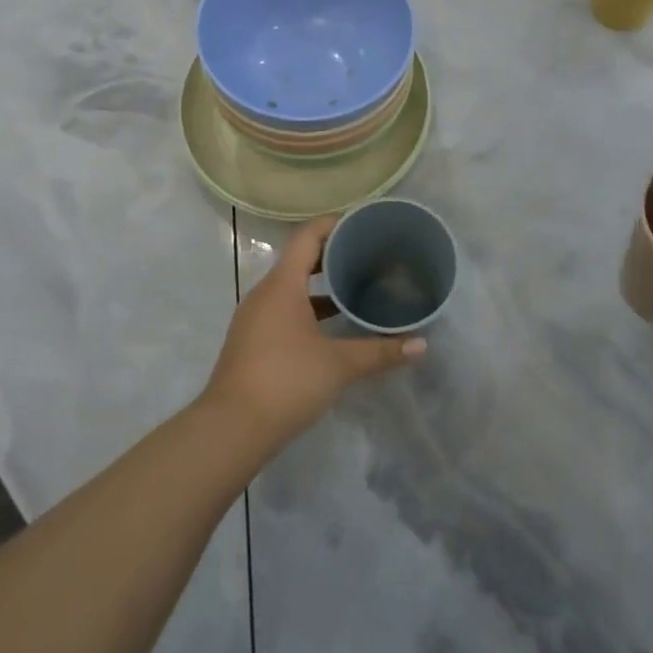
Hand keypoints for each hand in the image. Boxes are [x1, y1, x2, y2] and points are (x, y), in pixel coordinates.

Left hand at [201, 216, 425, 446]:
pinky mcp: (252, 341)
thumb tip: (422, 346)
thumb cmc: (286, 382)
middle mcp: (265, 293)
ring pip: (291, 287)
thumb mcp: (338, 365)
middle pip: (299, 259)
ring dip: (319, 284)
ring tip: (354, 287)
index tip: (362, 223)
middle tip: (366, 254)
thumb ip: (380, 352)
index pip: (307, 237)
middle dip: (331, 254)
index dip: (333, 224)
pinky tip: (331, 327)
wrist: (230, 429)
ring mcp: (255, 318)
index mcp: (282, 285)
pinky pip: (283, 309)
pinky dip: (307, 307)